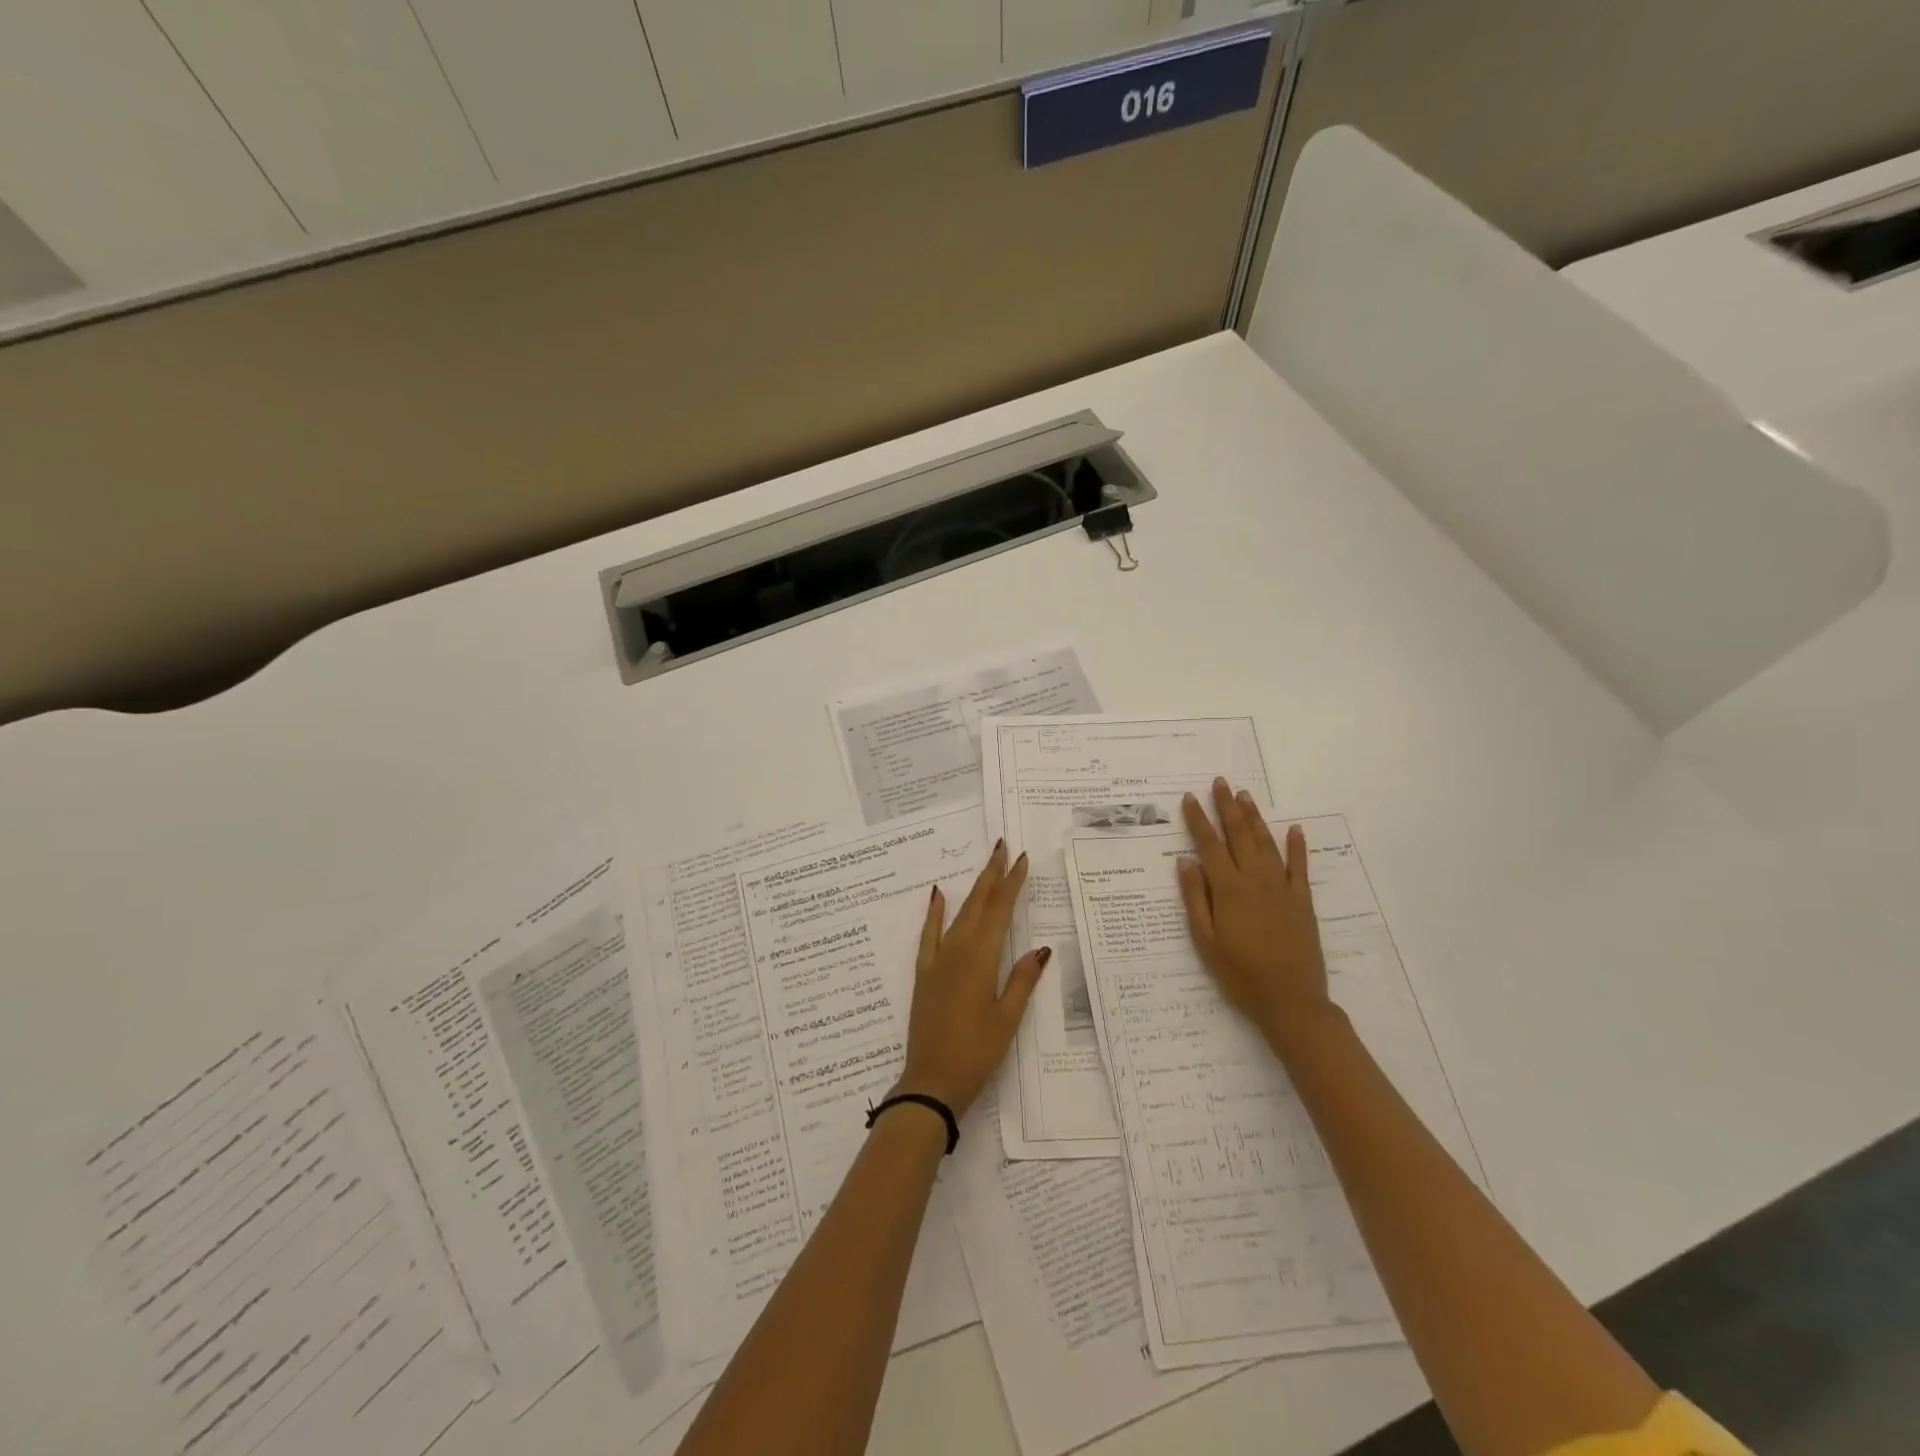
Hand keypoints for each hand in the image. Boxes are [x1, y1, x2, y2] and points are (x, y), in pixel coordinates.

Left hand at [895, 841, 1048, 1115]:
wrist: (930, 1081)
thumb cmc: (976, 1053)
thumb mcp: (1008, 1019)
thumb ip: (1022, 980)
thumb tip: (1041, 948)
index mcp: (981, 960)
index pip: (1000, 911)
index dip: (1012, 883)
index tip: (1022, 859)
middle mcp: (958, 951)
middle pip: (978, 904)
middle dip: (992, 874)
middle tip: (1003, 846)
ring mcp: (937, 961)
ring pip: (959, 914)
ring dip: (973, 888)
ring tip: (986, 866)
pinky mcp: (924, 973)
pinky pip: (928, 935)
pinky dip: (934, 913)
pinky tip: (938, 894)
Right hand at [1179, 779, 1337, 1054]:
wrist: (1291, 1001)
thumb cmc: (1239, 974)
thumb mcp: (1206, 941)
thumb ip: (1195, 898)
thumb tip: (1186, 861)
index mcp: (1228, 890)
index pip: (1209, 845)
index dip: (1198, 820)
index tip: (1189, 798)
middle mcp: (1255, 881)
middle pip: (1239, 836)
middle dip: (1227, 807)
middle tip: (1220, 783)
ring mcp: (1282, 889)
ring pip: (1266, 844)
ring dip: (1255, 818)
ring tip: (1245, 796)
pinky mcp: (1303, 902)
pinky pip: (1299, 868)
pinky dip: (1297, 846)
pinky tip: (1294, 829)